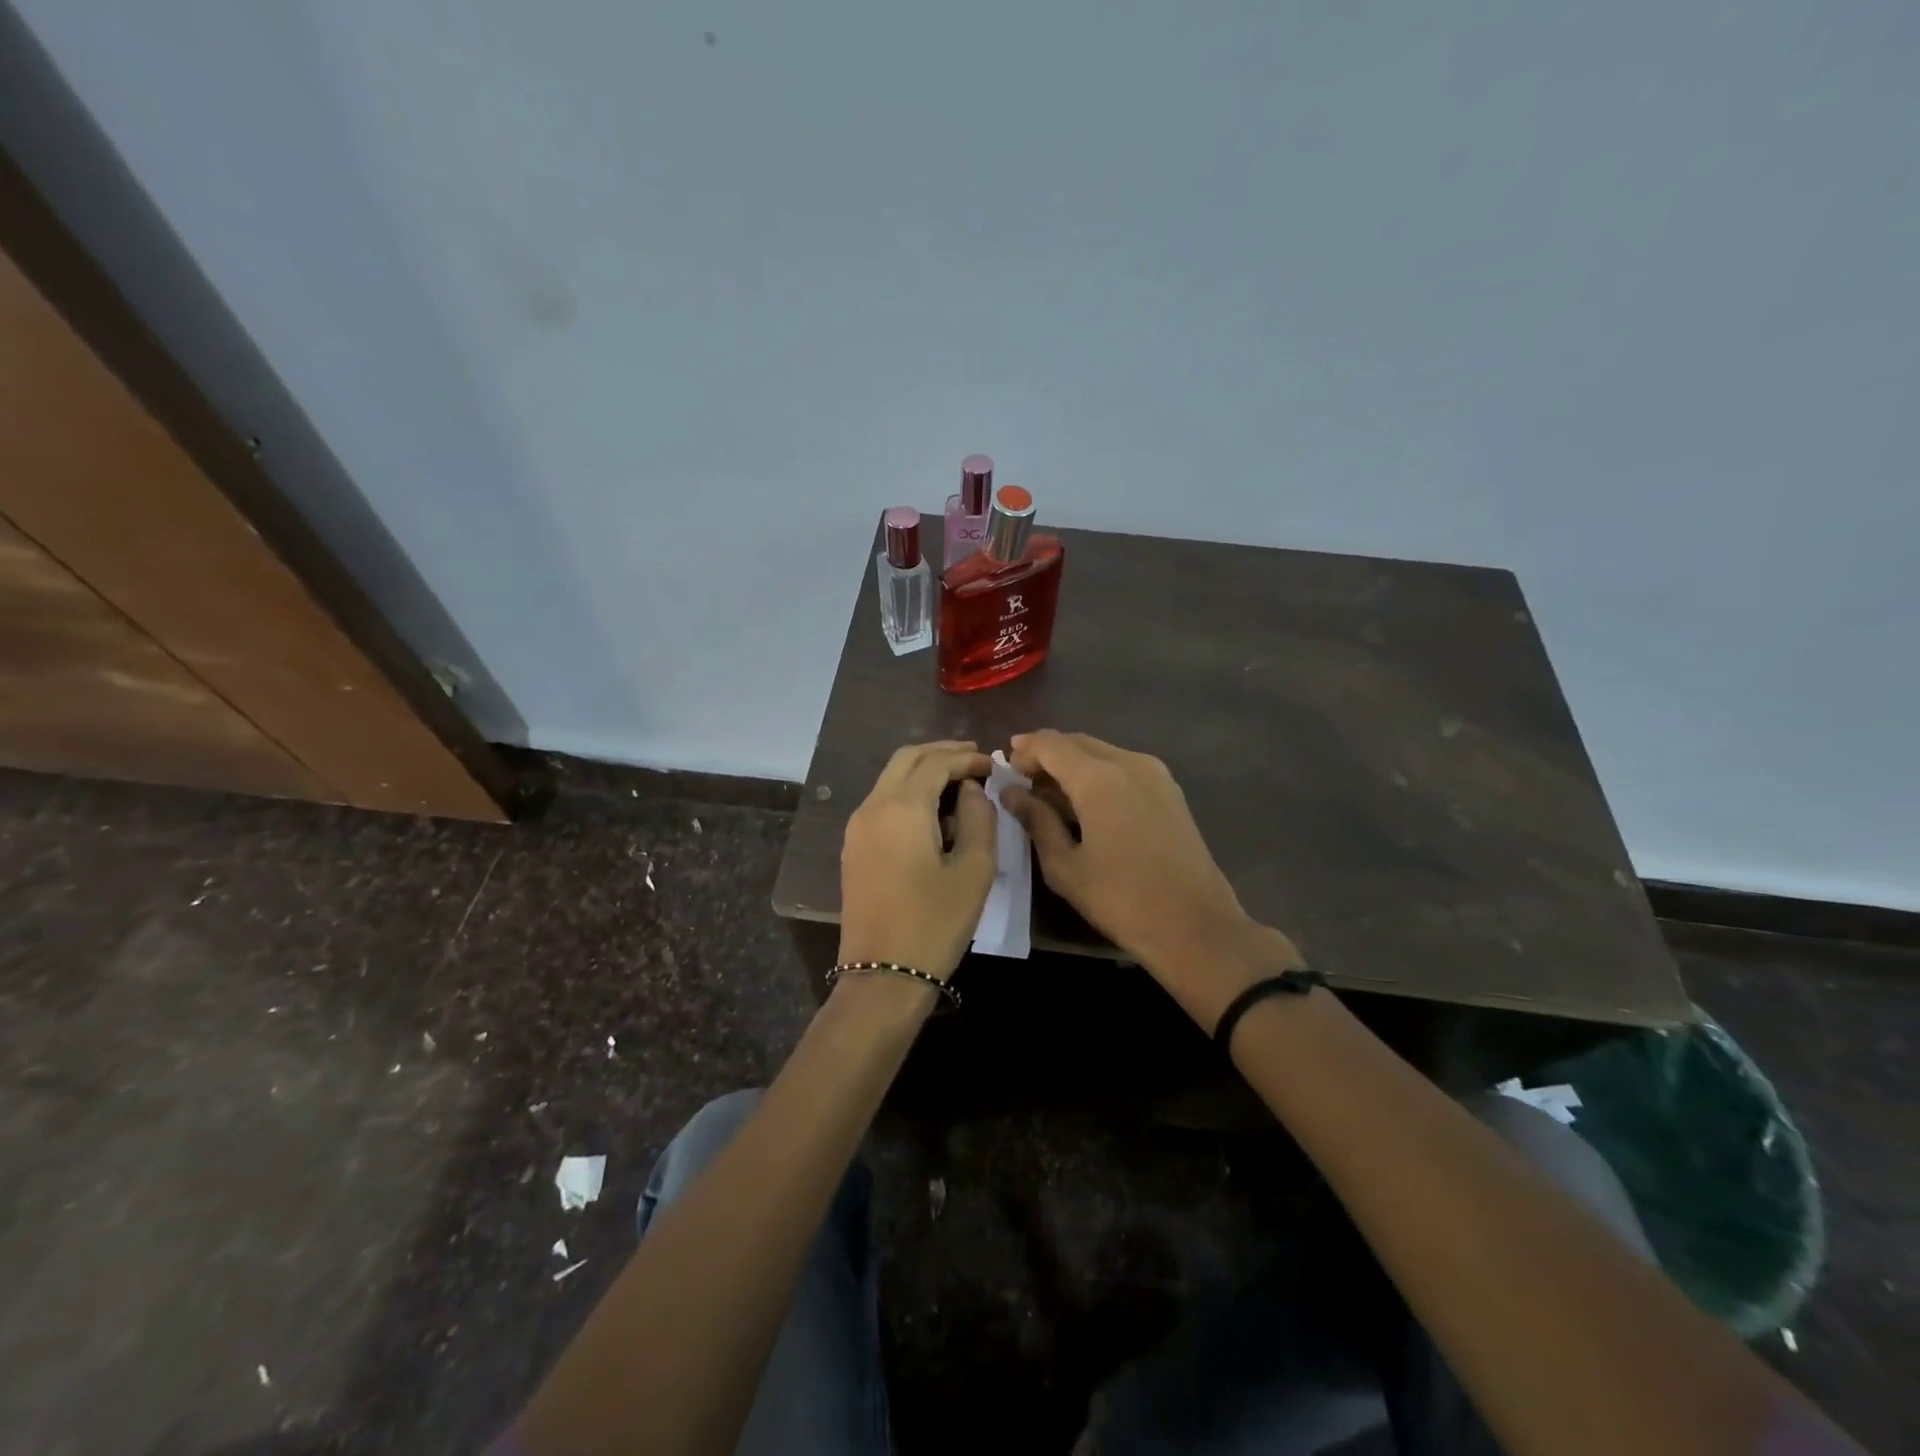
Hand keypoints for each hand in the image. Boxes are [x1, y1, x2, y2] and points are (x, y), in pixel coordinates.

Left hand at [838, 741, 996, 981]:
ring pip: (891, 778)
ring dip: (924, 771)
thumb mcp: (973, 870)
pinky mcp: (854, 847)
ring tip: (960, 783)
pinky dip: (909, 793)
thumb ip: (979, 818)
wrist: (883, 975)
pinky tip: (934, 812)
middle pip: (907, 759)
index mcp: (901, 807)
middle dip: (942, 753)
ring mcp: (857, 827)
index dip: (967, 757)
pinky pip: (882, 802)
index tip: (993, 764)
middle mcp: (872, 807)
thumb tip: (972, 789)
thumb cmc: (935, 923)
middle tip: (975, 760)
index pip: (936, 762)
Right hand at [1004, 730, 1302, 1020]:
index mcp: (1099, 778)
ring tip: (1050, 794)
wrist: (1196, 926)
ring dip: (1072, 763)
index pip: (1050, 743)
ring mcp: (1155, 773)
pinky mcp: (1169, 789)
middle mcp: (1128, 762)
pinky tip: (1085, 802)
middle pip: (1076, 742)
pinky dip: (1097, 773)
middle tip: (1022, 780)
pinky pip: (1123, 766)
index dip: (1023, 751)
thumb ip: (1036, 820)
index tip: (1004, 771)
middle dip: (1046, 755)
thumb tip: (1010, 792)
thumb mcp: (1065, 866)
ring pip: (1101, 751)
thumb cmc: (1121, 900)